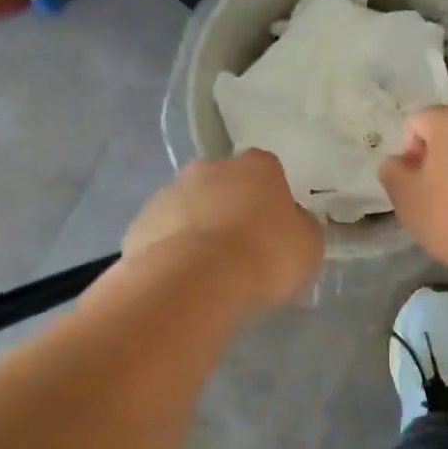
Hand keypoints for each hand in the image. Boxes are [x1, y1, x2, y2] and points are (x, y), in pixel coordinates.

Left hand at [123, 150, 323, 307]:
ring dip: (198, 230)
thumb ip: (300, 228)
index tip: (274, 229)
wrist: (195, 282)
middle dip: (230, 209)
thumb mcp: (307, 246)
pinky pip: (163, 235)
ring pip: (189, 208)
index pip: (268, 172)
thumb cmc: (264, 256)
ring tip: (208, 273)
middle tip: (241, 250)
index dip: (271, 200)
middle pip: (224, 185)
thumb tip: (291, 224)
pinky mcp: (140, 223)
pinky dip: (172, 251)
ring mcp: (169, 192)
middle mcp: (210, 168)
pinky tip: (182, 280)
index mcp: (257, 166)